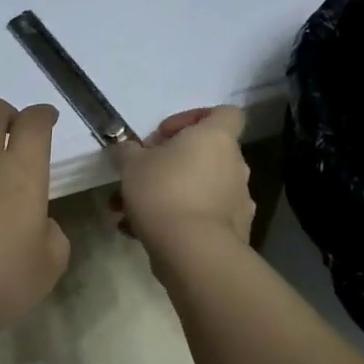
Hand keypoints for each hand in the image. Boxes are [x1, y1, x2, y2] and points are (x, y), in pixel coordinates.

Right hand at [116, 106, 252, 254]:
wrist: (193, 250)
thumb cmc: (163, 192)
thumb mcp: (130, 164)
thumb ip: (127, 151)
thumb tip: (126, 149)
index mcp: (215, 139)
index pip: (224, 113)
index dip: (194, 118)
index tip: (164, 135)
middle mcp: (233, 165)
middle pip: (204, 154)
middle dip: (169, 164)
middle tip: (140, 176)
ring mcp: (237, 199)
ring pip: (197, 188)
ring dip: (166, 194)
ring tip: (128, 212)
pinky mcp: (233, 230)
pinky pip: (200, 215)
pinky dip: (175, 219)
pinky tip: (140, 233)